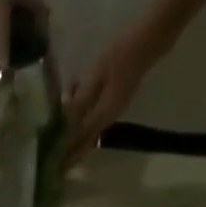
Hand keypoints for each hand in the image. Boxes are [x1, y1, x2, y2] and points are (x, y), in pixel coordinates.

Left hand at [63, 25, 162, 162]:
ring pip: (90, 127)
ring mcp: (113, 109)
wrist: (148, 41)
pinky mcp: (114, 100)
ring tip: (59, 133)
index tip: (57, 165)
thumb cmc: (121, 54)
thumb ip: (81, 98)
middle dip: (72, 151)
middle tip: (57, 163)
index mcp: (104, 113)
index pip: (82, 139)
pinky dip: (82, 114)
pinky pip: (94, 114)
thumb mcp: (96, 74)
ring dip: (75, 131)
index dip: (68, 152)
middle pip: (87, 139)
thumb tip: (66, 120)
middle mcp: (109, 117)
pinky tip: (72, 101)